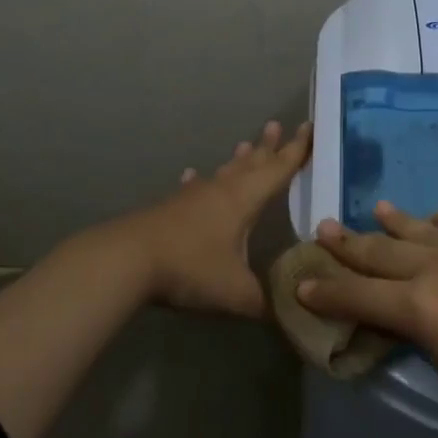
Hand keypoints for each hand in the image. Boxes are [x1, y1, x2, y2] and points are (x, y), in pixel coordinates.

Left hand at [100, 120, 311, 316]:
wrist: (128, 261)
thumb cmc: (191, 268)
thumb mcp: (236, 293)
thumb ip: (264, 302)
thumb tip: (286, 312)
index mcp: (244, 200)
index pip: (278, 169)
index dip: (296, 150)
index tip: (309, 127)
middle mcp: (220, 191)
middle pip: (250, 163)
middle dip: (268, 147)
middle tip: (278, 125)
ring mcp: (192, 198)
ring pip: (222, 172)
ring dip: (236, 160)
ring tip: (246, 144)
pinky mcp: (169, 209)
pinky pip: (191, 189)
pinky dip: (197, 182)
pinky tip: (192, 176)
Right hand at [299, 200, 437, 437]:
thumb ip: (429, 346)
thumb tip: (424, 322)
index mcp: (420, 310)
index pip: (358, 298)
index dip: (326, 293)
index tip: (301, 283)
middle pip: (381, 253)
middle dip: (347, 246)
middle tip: (322, 230)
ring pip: (421, 232)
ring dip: (392, 223)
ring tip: (372, 210)